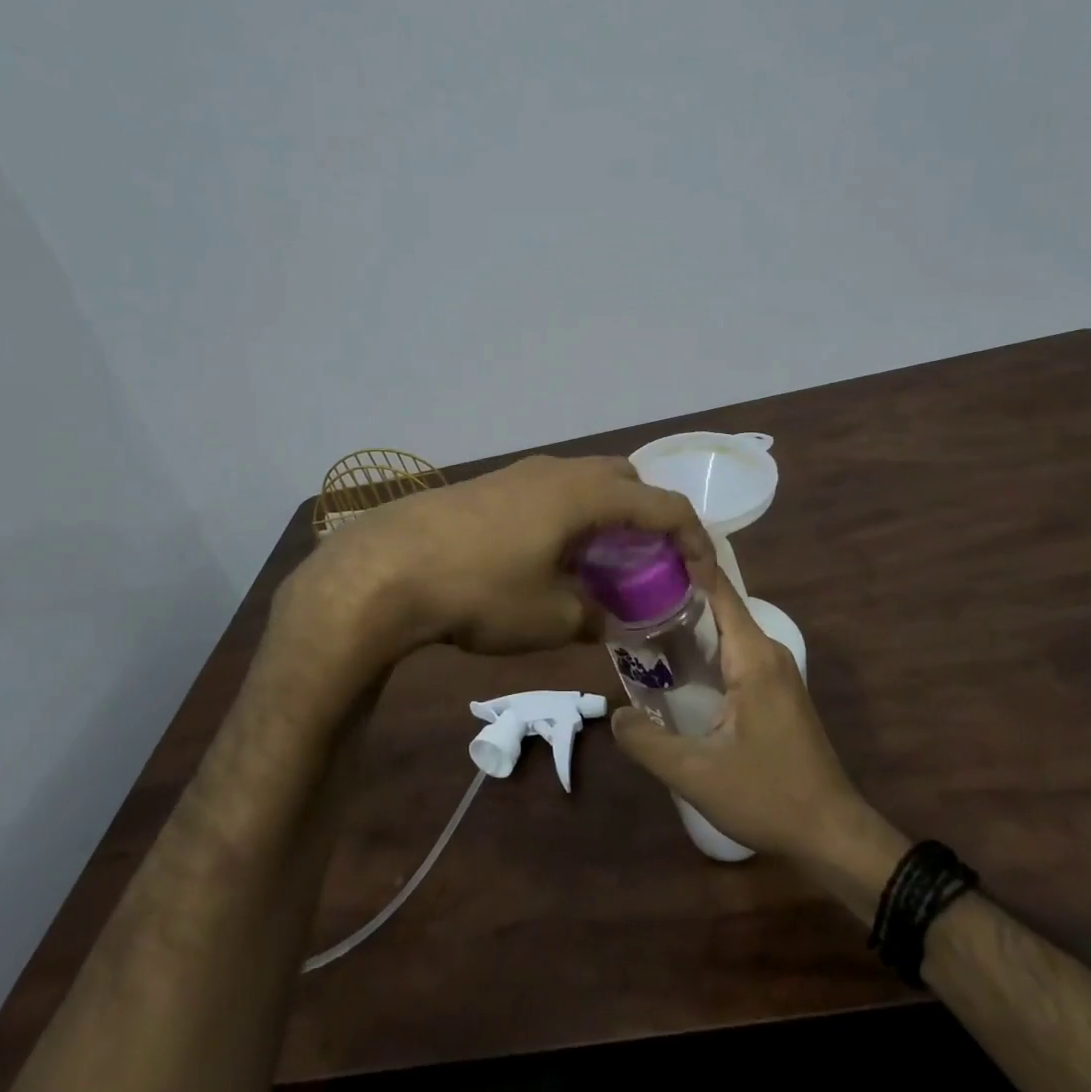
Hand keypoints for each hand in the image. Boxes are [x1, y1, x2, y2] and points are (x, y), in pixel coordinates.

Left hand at [283, 454, 713, 662]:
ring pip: (585, 485)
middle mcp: (560, 471)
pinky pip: (551, 492)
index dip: (694, 541)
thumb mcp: (551, 618)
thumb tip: (613, 620)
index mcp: (588, 494)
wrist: (387, 568)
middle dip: (647, 520)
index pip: (664, 506)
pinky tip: (549, 558)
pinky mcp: (491, 485)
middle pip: (626, 482)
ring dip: (605, 518)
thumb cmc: (482, 590)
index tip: (703, 577)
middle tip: (647, 565)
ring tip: (599, 565)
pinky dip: (569, 518)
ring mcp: (521, 473)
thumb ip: (597, 617)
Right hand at [610, 567, 865, 863]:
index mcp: (753, 657)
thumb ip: (647, 742)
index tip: (644, 551)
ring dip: (688, 625)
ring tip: (638, 622)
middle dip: (674, 596)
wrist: (831, 834)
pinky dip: (704, 649)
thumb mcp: (696, 774)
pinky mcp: (776, 690)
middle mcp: (768, 652)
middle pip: (718, 606)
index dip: (684, 564)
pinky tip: (674, 665)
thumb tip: (614, 714)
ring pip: (726, 631)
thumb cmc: (768, 796)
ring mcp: (776, 671)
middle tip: (625, 592)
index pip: (718, 590)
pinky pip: (735, 653)